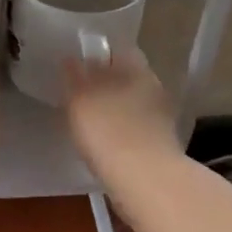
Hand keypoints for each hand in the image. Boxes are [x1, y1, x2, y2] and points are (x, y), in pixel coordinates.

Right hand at [62, 48, 181, 183]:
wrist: (145, 180)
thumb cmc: (108, 132)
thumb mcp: (80, 100)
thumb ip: (74, 77)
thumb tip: (70, 59)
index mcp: (136, 68)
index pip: (119, 50)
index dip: (99, 55)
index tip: (80, 65)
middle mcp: (153, 87)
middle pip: (127, 77)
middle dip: (108, 82)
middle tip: (82, 93)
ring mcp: (161, 116)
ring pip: (133, 103)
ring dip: (115, 108)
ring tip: (91, 120)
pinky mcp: (161, 144)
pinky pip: (136, 128)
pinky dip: (122, 131)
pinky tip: (106, 143)